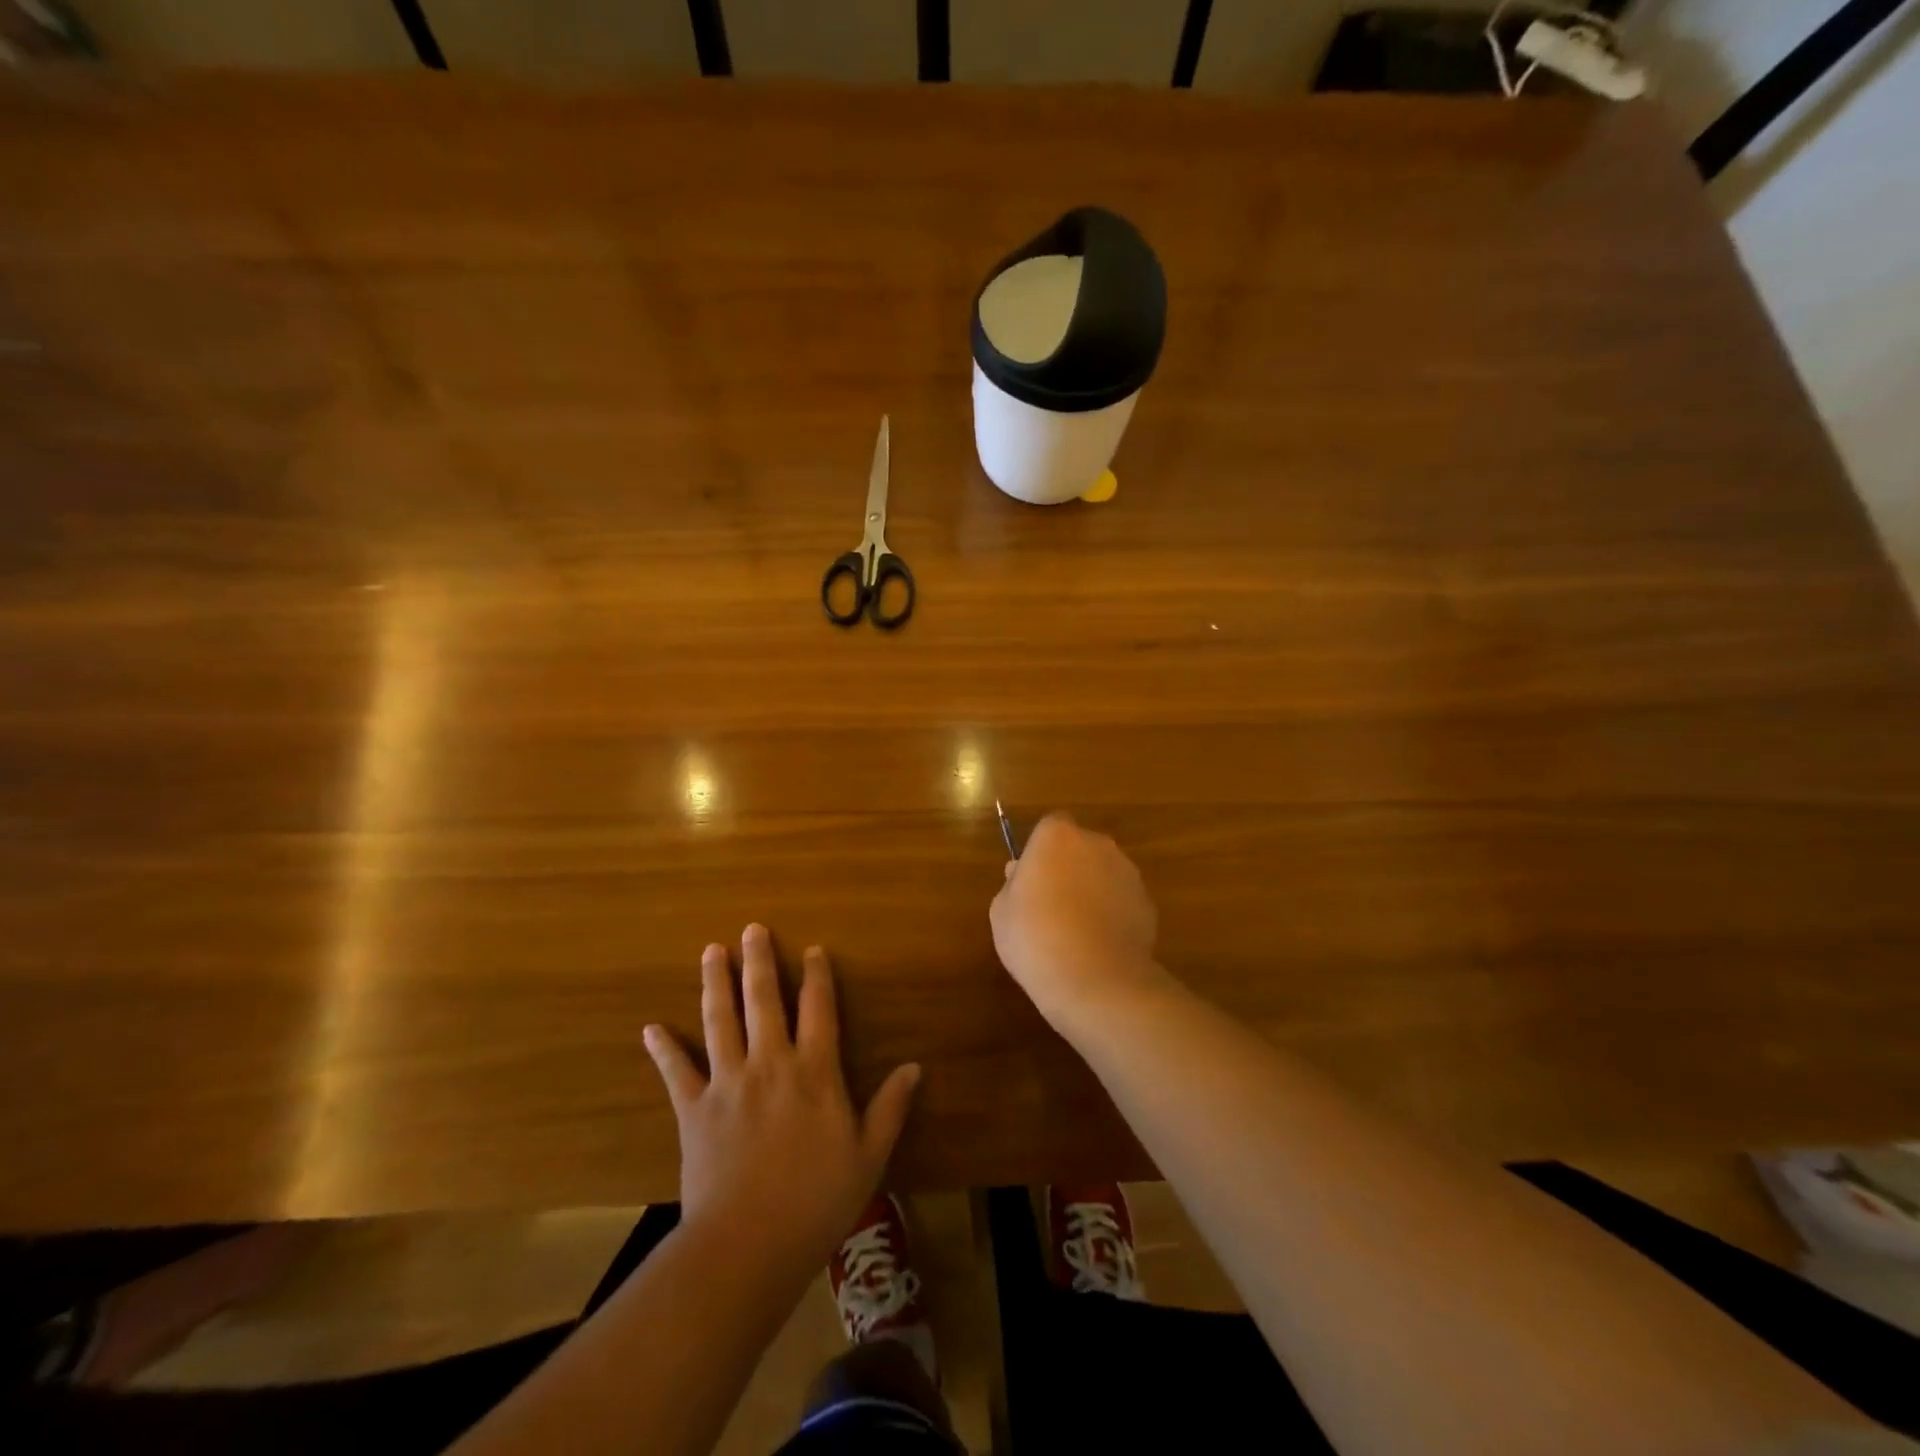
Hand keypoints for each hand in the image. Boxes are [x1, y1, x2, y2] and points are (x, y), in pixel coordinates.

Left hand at [643, 926, 919, 1285]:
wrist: (748, 1246)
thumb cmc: (817, 1201)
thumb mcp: (868, 1156)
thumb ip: (890, 1108)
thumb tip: (914, 1067)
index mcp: (814, 1072)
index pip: (818, 1009)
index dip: (817, 976)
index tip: (812, 949)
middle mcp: (770, 1063)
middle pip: (764, 1000)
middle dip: (759, 961)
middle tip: (752, 929)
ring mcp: (728, 1082)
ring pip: (720, 1020)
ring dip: (716, 983)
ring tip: (712, 951)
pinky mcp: (694, 1109)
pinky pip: (676, 1072)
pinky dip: (663, 1049)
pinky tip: (650, 1028)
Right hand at [990, 812, 1171, 1032]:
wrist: (1094, 980)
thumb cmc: (1034, 937)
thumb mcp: (1001, 911)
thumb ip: (1013, 884)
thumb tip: (1022, 874)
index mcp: (1057, 837)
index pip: (1050, 827)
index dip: (1040, 851)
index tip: (1030, 878)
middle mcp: (1097, 844)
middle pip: (1080, 847)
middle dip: (1068, 867)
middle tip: (1050, 904)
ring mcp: (1127, 873)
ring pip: (1103, 873)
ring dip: (1092, 890)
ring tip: (1076, 931)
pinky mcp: (1147, 903)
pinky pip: (1122, 901)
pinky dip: (1112, 914)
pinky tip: (1098, 945)